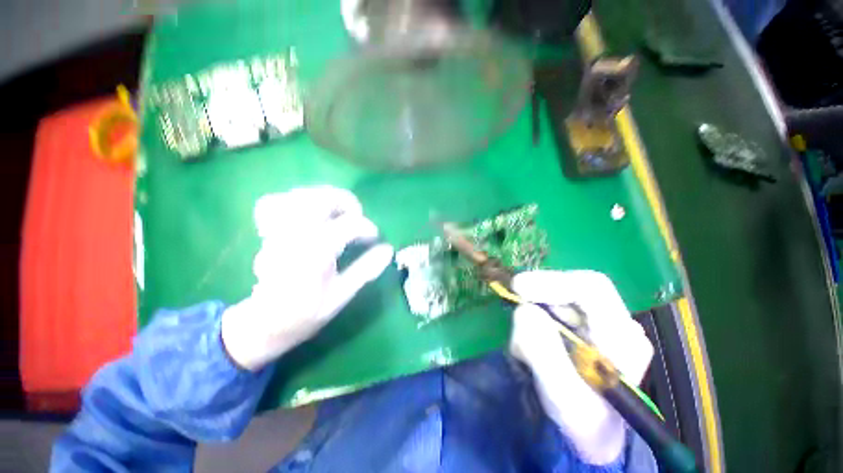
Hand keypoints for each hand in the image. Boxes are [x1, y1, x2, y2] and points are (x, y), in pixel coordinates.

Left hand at [221, 186, 393, 371]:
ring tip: (337, 211)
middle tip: (357, 215)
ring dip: (324, 197)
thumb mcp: (342, 296)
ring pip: (300, 195)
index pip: (349, 224)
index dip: (368, 227)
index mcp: (316, 253)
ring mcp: (278, 231)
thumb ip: (365, 270)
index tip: (374, 237)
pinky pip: (274, 202)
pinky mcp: (268, 232)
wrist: (265, 324)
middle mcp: (295, 235)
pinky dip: (293, 201)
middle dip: (346, 201)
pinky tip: (307, 212)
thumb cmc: (306, 314)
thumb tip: (388, 249)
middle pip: (322, 198)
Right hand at [509, 270, 653, 465]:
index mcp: (622, 337)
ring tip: (528, 351)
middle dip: (538, 301)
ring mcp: (600, 322)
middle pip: (570, 289)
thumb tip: (524, 310)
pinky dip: (535, 321)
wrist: (594, 435)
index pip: (590, 288)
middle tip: (517, 323)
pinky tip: (536, 346)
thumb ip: (543, 352)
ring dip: (535, 316)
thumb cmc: (584, 423)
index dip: (551, 281)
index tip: (517, 287)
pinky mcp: (584, 325)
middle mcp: (616, 322)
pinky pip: (552, 308)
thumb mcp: (562, 397)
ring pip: (558, 298)